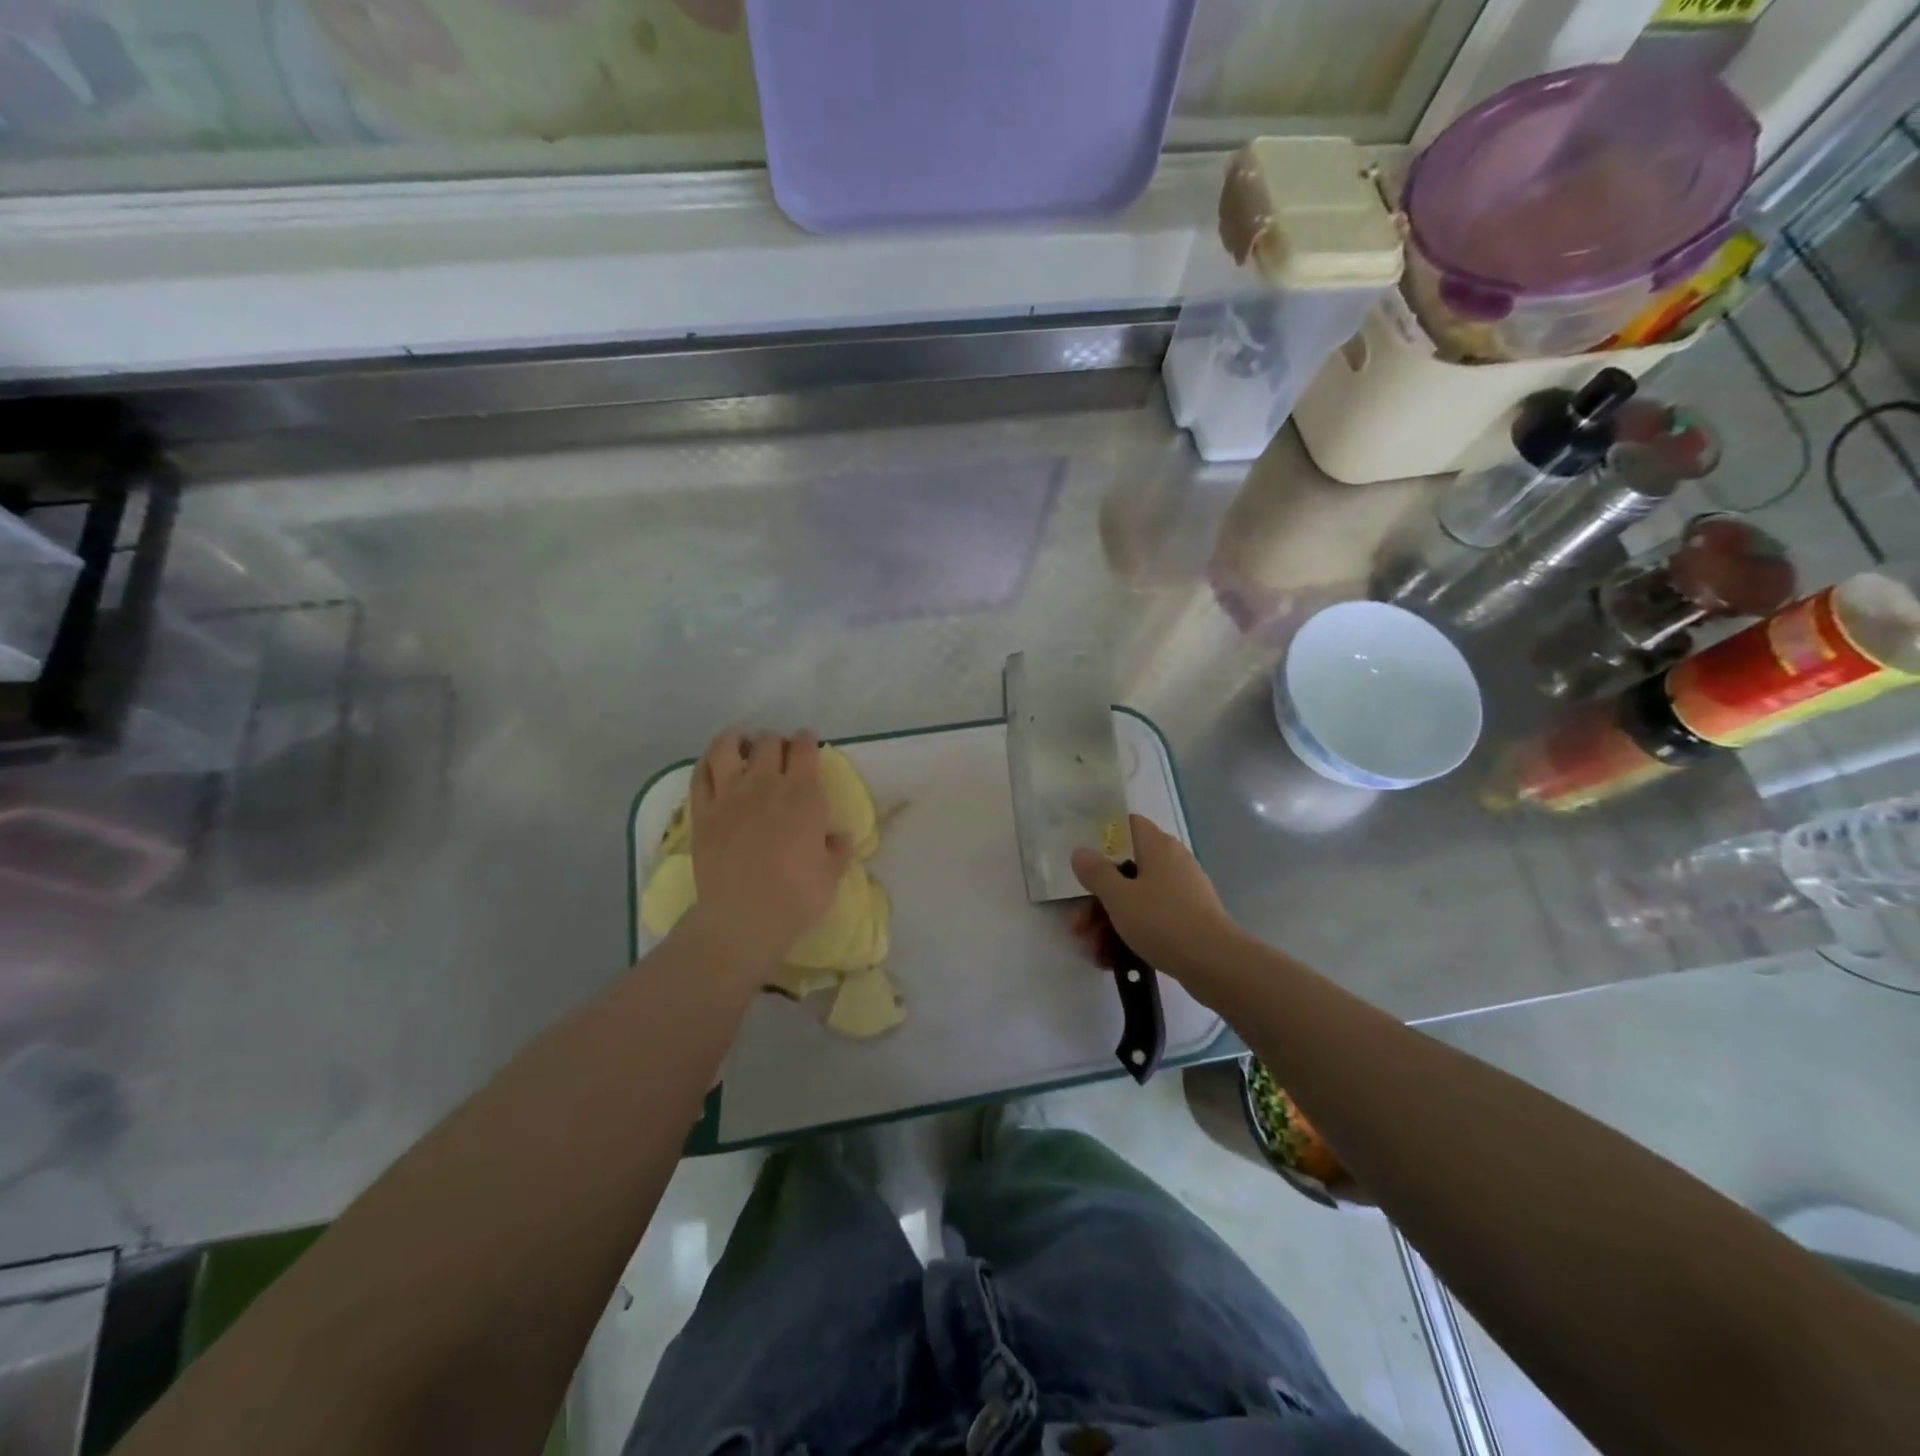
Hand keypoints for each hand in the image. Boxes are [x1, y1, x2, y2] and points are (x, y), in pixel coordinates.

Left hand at [683, 729, 852, 976]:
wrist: (743, 918)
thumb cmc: (796, 897)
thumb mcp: (831, 874)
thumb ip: (836, 849)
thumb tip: (837, 837)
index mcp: (804, 795)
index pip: (805, 750)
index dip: (807, 741)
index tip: (808, 743)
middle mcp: (766, 785)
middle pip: (769, 743)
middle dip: (777, 741)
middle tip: (779, 752)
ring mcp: (730, 795)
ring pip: (728, 747)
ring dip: (736, 739)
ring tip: (741, 742)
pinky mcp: (702, 812)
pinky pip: (700, 775)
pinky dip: (707, 762)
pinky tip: (713, 763)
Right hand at [1070, 816, 1238, 979]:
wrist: (1216, 964)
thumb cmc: (1163, 921)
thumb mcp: (1119, 897)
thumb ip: (1096, 872)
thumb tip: (1081, 851)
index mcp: (1157, 846)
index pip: (1128, 825)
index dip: (1102, 837)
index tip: (1082, 860)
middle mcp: (1171, 863)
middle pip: (1124, 870)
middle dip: (1096, 899)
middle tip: (1077, 925)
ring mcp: (1180, 892)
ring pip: (1134, 899)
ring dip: (1107, 923)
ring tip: (1092, 951)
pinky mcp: (1186, 919)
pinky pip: (1150, 919)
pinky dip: (1129, 934)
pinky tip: (1111, 959)